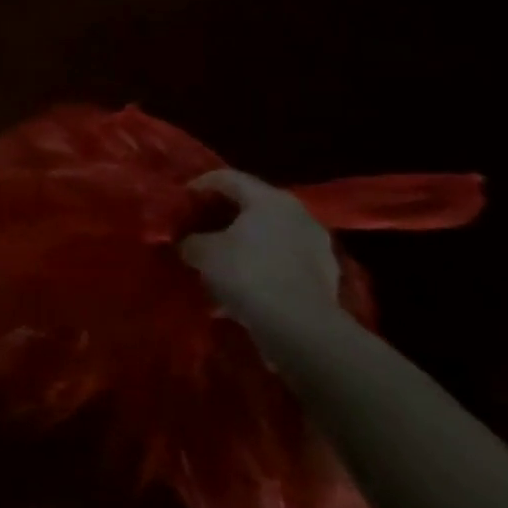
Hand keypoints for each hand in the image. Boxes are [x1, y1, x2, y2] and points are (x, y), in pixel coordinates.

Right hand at [183, 170, 339, 330]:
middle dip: (224, 216)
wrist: (301, 329)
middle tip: (200, 228)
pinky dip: (263, 268)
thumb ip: (191, 240)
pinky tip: (244, 287)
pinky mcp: (325, 278)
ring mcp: (317, 246)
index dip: (200, 185)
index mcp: (269, 198)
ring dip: (246, 245)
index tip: (182, 200)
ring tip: (221, 262)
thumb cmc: (247, 274)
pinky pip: (284, 263)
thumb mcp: (203, 253)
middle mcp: (298, 214)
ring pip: (270, 237)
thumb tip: (188, 242)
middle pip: (253, 206)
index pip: (228, 178)